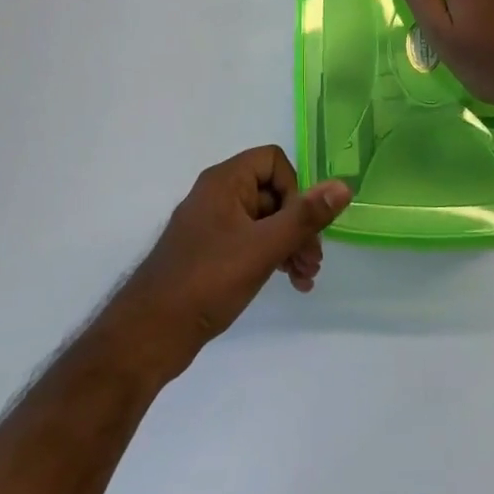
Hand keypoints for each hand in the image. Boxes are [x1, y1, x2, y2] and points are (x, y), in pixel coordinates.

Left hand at [103, 146, 351, 378]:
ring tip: (306, 278)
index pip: (273, 160)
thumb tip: (342, 186)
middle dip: (299, 225)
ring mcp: (212, 224)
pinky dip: (272, 256)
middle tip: (314, 262)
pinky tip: (290, 283)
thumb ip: (304, 217)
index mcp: (225, 181)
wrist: (151, 332)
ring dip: (290, 244)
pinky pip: (250, 241)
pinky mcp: (210, 252)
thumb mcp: (263, 247)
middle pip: (273, 192)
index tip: (300, 224)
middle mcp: (217, 194)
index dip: (294, 189)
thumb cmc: (208, 280)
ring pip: (265, 220)